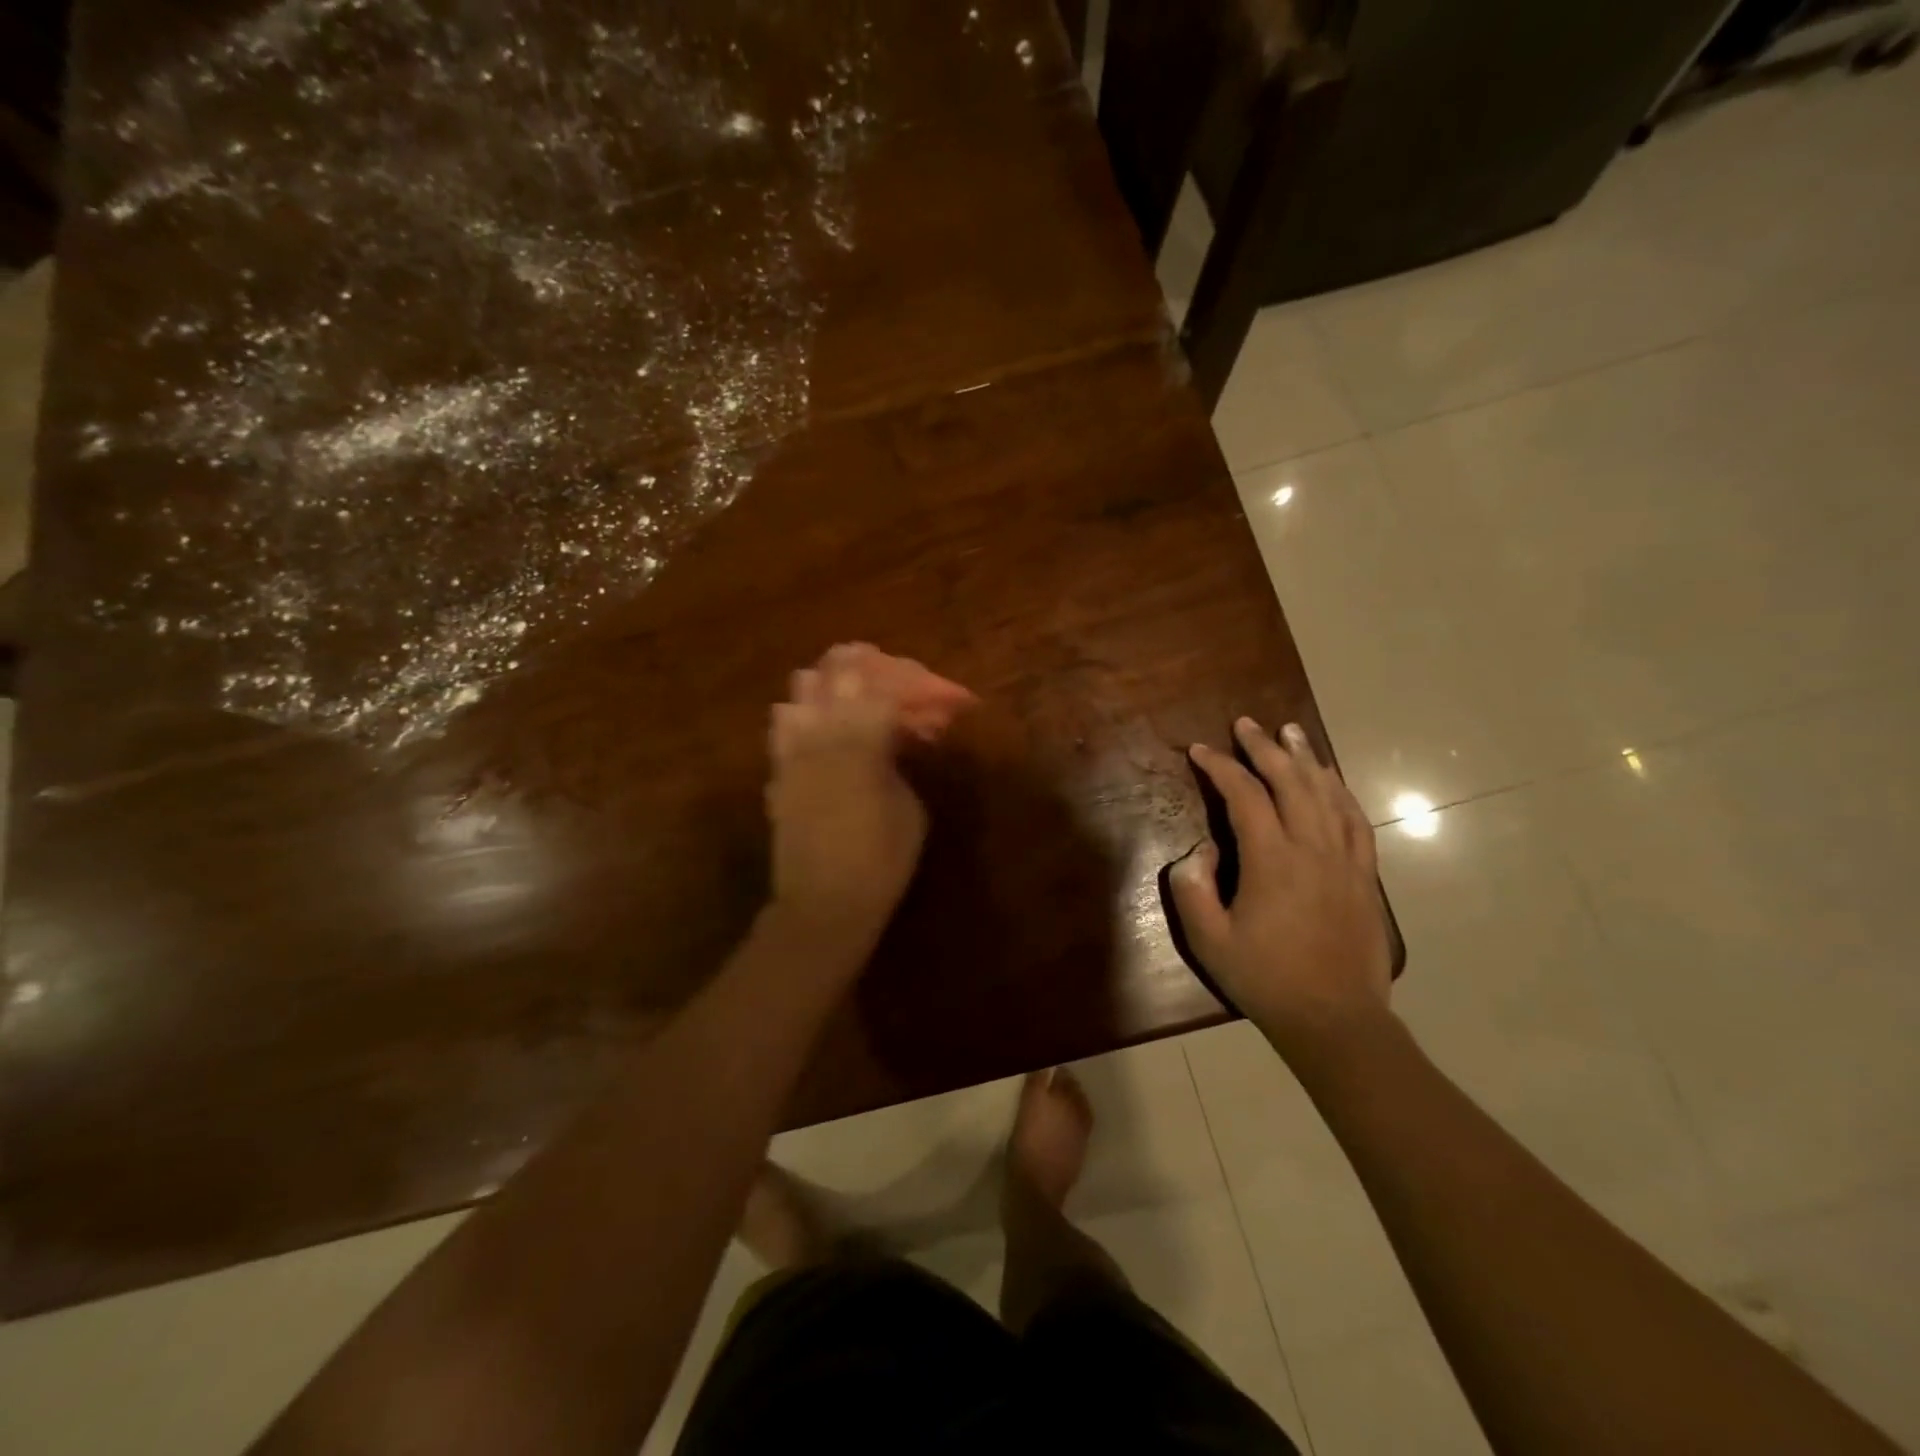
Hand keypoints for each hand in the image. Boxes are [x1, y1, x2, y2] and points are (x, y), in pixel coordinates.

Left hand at [765, 646, 927, 957]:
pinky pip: (782, 727)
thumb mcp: (911, 808)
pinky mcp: (778, 774)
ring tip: (848, 692)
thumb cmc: (882, 861)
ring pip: (799, 692)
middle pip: (835, 674)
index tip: (928, 686)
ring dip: (827, 683)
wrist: (823, 904)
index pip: (884, 688)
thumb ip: (901, 761)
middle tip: (885, 671)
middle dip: (862, 664)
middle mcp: (822, 735)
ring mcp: (793, 753)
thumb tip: (896, 738)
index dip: (910, 681)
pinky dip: (802, 715)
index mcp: (862, 742)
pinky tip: (817, 727)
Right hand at [1170, 717, 1392, 1064]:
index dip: (1221, 768)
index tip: (1200, 751)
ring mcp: (1344, 860)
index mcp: (1272, 860)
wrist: (1335, 1018)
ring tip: (1291, 731)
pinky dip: (1340, 791)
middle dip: (1265, 748)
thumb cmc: (1265, 979)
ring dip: (1306, 758)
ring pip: (1327, 793)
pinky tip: (1331, 779)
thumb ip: (1192, 888)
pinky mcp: (1363, 875)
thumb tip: (1200, 851)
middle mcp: (1312, 848)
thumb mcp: (1208, 940)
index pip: (1245, 797)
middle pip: (1291, 782)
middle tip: (1246, 724)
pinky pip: (1355, 819)